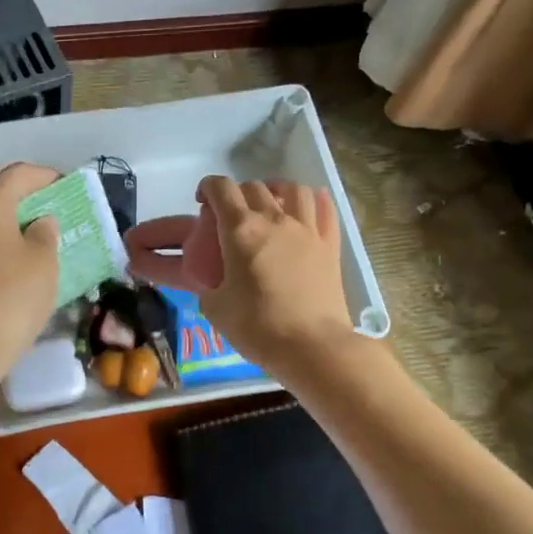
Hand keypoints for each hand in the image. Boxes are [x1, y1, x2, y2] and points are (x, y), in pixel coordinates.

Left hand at [0, 163, 60, 368]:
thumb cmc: (13, 295)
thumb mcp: (44, 259)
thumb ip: (45, 232)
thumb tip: (39, 223)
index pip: (20, 174)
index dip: (48, 177)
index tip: (69, 188)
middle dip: (29, 202)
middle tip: (58, 215)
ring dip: (13, 226)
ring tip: (41, 241)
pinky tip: (18, 264)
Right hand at [125, 176, 356, 372]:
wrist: (312, 346)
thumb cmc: (258, 327)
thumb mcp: (215, 309)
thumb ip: (210, 286)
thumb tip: (216, 285)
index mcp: (241, 231)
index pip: (221, 189)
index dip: (207, 187)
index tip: (202, 201)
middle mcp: (274, 220)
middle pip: (253, 187)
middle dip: (237, 193)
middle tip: (230, 213)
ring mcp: (307, 230)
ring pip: (293, 189)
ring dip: (276, 189)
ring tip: (270, 203)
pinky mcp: (330, 245)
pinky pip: (325, 209)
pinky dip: (314, 201)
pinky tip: (308, 207)